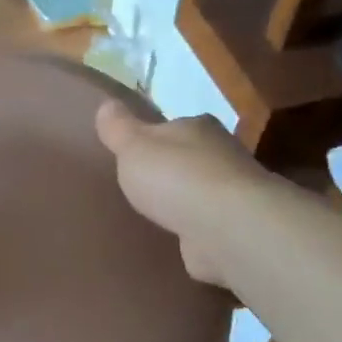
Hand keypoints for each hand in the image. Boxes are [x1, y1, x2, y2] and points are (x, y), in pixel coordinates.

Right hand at [96, 101, 264, 292]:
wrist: (227, 227)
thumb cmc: (176, 178)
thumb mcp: (134, 147)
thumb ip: (118, 128)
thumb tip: (106, 104)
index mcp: (198, 127)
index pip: (173, 126)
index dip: (153, 138)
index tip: (136, 153)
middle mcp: (222, 154)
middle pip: (190, 158)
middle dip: (170, 171)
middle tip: (142, 187)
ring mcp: (231, 193)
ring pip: (201, 192)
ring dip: (184, 202)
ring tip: (157, 215)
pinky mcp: (234, 227)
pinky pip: (207, 224)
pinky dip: (195, 229)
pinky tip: (178, 238)